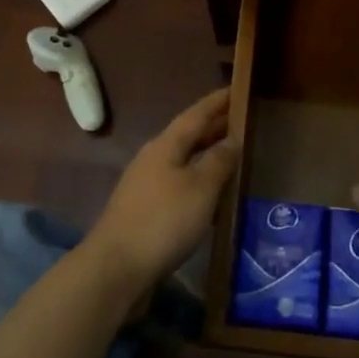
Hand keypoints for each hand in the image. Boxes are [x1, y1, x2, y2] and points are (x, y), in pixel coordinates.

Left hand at [86, 90, 237, 288]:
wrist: (115, 269)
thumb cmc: (163, 221)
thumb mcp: (200, 188)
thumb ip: (219, 161)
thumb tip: (232, 139)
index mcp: (166, 145)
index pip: (196, 114)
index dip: (217, 102)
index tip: (236, 88)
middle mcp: (153, 159)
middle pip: (188, 136)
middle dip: (214, 128)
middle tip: (243, 121)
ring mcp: (146, 185)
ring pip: (183, 161)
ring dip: (207, 156)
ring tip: (233, 157)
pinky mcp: (145, 211)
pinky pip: (178, 185)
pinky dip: (198, 182)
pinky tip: (212, 197)